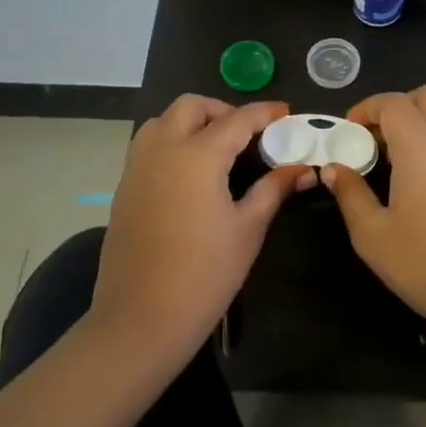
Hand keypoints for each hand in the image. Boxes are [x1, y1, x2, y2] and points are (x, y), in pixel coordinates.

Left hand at [93, 96, 314, 361]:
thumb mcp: (248, 229)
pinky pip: (148, 146)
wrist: (141, 320)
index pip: (237, 119)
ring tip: (217, 148)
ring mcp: (137, 168)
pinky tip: (190, 174)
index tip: (285, 112)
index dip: (264, 113)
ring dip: (191, 122)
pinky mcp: (123, 189)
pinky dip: (171, 142)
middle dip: (222, 110)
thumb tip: (301, 168)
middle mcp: (163, 150)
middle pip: (191, 106)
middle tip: (247, 133)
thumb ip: (273, 189)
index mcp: (197, 156)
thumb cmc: (204, 274)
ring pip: (162, 121)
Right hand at [320, 85, 425, 326]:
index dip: (368, 108)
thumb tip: (334, 168)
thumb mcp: (372, 234)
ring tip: (404, 149)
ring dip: (425, 116)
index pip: (393, 103)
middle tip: (378, 135)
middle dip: (399, 105)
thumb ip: (351, 194)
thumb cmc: (424, 261)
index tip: (350, 129)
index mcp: (418, 145)